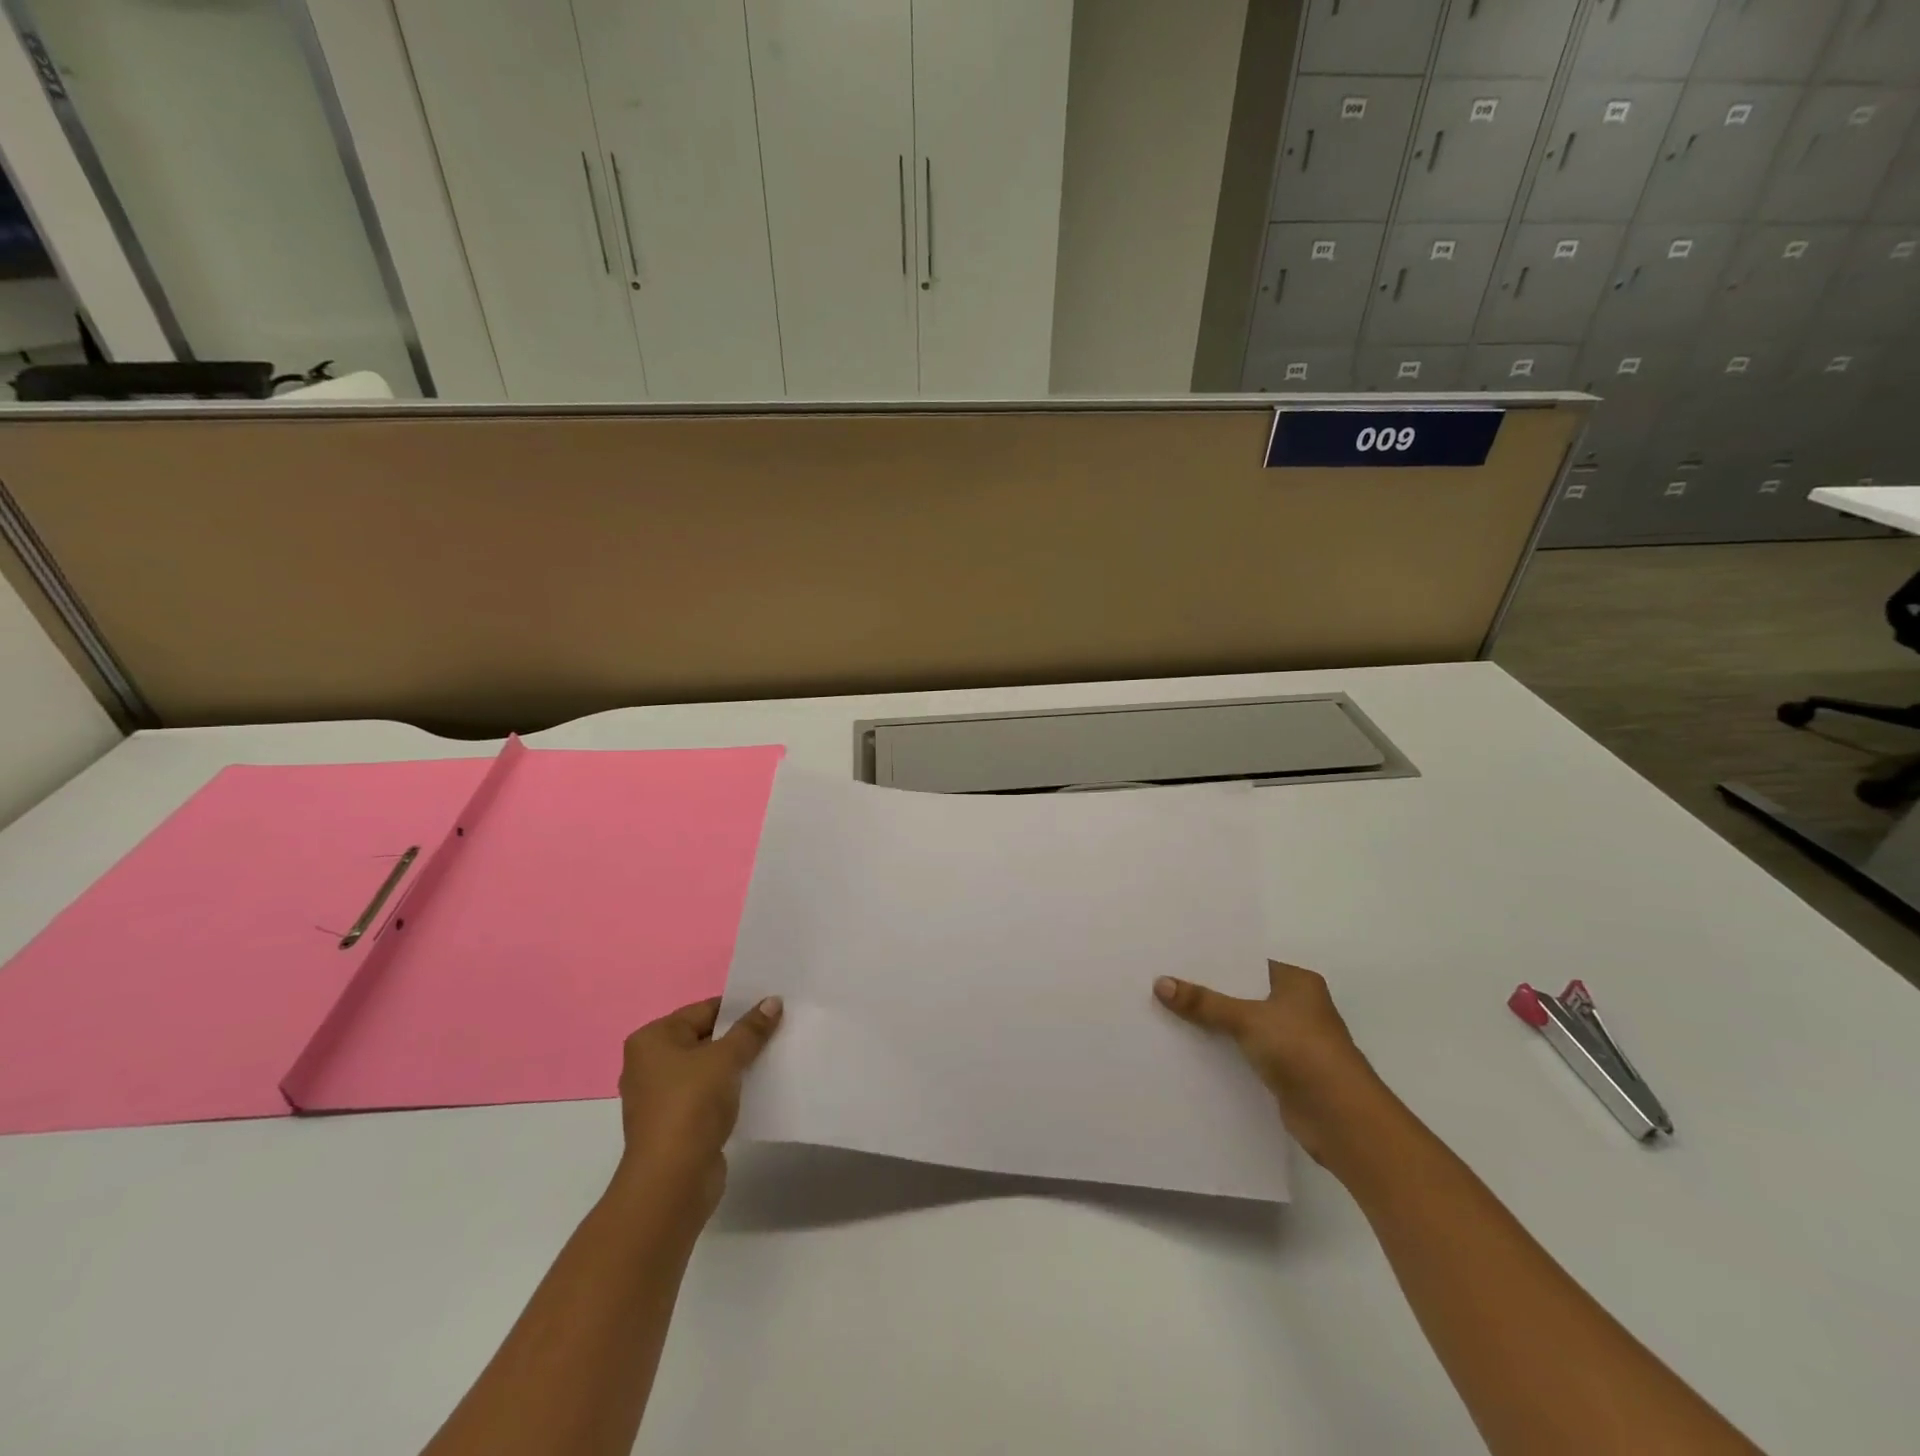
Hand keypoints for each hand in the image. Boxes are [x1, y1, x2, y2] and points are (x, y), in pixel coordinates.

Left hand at [614, 996, 781, 1218]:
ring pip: (708, 1068)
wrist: (672, 1181)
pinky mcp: (675, 1124)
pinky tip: (758, 1087)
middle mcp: (649, 1064)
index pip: (703, 1010)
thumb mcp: (726, 1058)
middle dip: (740, 1036)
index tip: (772, 1007)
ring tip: (774, 1055)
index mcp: (652, 1039)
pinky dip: (729, 1090)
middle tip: (779, 1028)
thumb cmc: (691, 1106)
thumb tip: (773, 1001)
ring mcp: (661, 1096)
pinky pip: (707, 1095)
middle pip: (705, 1038)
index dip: (739, 1008)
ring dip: (737, 1065)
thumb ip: (751, 1029)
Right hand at [1155, 960, 1384, 1163]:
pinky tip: (1189, 1049)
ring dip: (1213, 1024)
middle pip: (1242, 994)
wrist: (1342, 1119)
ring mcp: (1292, 1041)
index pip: (1247, 963)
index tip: (1176, 959)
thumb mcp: (1248, 1019)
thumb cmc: (1302, 1051)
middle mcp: (1297, 1007)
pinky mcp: (1284, 1072)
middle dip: (1208, 993)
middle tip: (1163, 983)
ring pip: (1242, 1025)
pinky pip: (1244, 1053)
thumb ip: (1205, 1002)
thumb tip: (1160, 983)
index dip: (1214, 962)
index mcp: (1297, 982)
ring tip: (1167, 1013)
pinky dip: (1223, 1051)